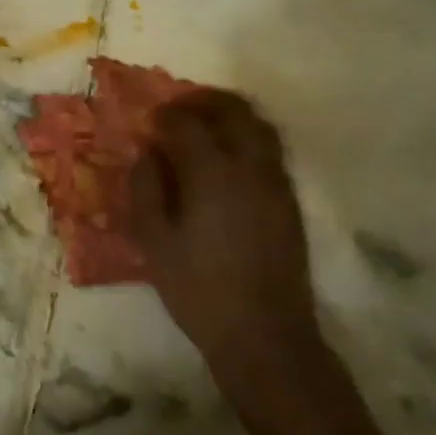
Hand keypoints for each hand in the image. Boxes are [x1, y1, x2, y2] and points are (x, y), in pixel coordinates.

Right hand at [128, 91, 319, 379]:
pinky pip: (271, 149)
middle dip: (203, 100)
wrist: (264, 333)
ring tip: (205, 124)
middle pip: (234, 110)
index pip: (187, 123)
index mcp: (212, 173)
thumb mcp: (154, 242)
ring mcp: (276, 182)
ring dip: (231, 114)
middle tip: (179, 108)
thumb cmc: (198, 289)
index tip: (148, 120)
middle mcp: (250, 166)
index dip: (165, 115)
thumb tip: (146, 154)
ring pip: (259, 125)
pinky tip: (228, 158)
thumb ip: (145, 189)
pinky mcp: (290, 200)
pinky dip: (248, 136)